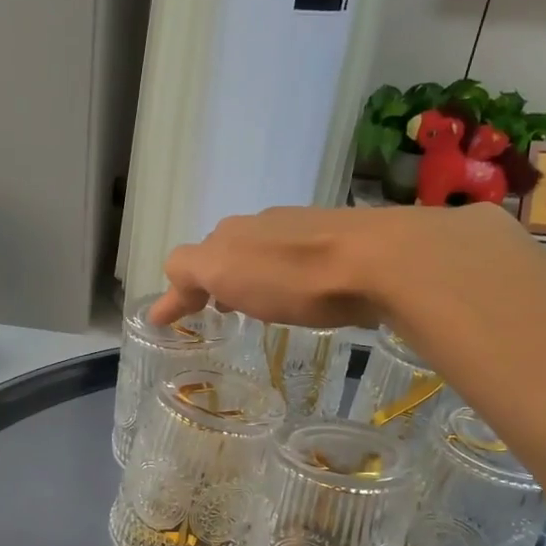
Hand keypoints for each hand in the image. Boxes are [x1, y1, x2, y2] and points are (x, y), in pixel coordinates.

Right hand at [151, 203, 515, 330]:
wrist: (380, 261)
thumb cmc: (293, 275)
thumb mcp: (225, 272)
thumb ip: (190, 273)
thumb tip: (171, 285)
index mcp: (232, 235)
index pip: (190, 261)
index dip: (178, 291)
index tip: (166, 320)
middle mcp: (264, 226)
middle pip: (226, 252)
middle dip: (213, 279)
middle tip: (212, 310)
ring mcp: (305, 231)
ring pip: (263, 254)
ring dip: (249, 278)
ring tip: (253, 307)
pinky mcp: (342, 245)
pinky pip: (298, 261)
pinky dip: (283, 278)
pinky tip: (299, 297)